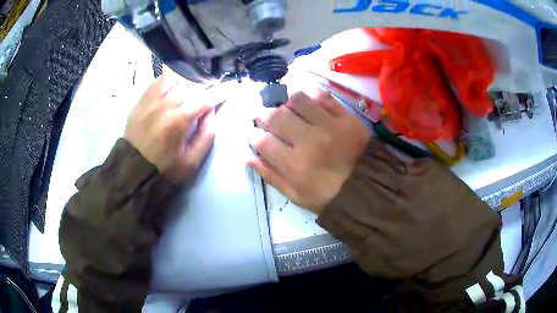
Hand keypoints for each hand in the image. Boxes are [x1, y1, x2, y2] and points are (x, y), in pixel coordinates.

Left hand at [125, 75, 224, 182]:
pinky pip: (157, 81)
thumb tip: (212, 112)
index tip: (231, 86)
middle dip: (205, 86)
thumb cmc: (164, 169)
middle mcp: (164, 105)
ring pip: (175, 79)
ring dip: (188, 82)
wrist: (133, 170)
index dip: (220, 92)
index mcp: (178, 121)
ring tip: (193, 88)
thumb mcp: (191, 162)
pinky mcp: (141, 101)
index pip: (205, 99)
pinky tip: (175, 85)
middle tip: (212, 89)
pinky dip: (170, 79)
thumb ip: (205, 136)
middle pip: (191, 86)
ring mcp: (150, 101)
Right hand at [248, 91, 370, 213]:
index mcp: (295, 165)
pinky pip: (324, 97)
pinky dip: (311, 95)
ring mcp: (329, 126)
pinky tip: (307, 101)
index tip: (253, 134)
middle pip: (277, 116)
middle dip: (262, 114)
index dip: (253, 135)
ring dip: (286, 101)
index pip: (263, 141)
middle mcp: (309, 140)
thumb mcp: (296, 196)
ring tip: (285, 107)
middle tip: (262, 115)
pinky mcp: (345, 117)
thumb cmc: (328, 197)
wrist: (367, 189)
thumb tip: (249, 158)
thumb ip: (272, 176)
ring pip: (298, 100)